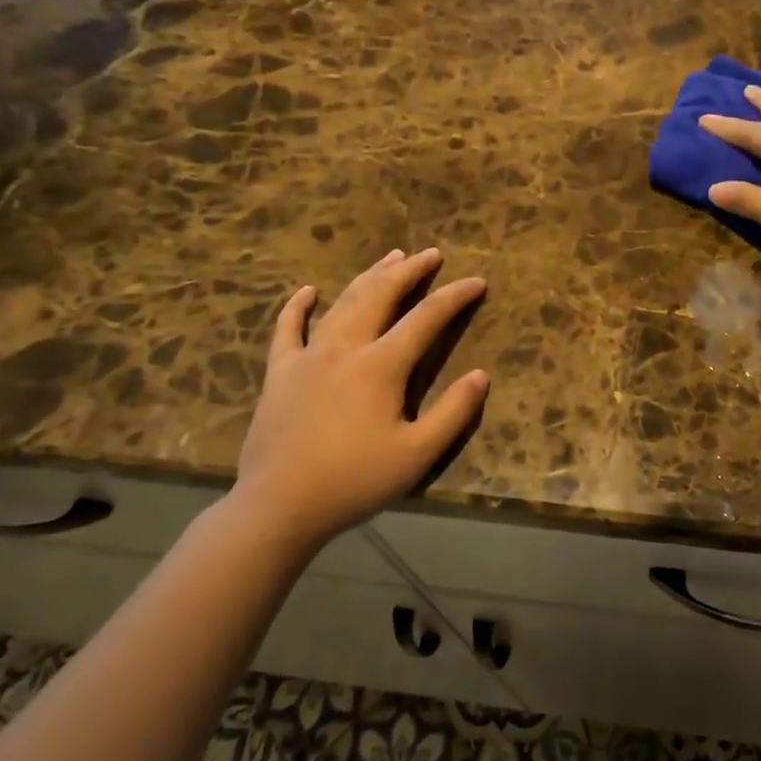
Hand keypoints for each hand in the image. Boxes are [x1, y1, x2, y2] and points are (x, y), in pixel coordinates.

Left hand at [232, 248, 488, 547]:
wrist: (278, 507)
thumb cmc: (353, 481)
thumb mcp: (417, 455)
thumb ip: (453, 413)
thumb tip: (481, 375)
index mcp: (381, 366)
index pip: (426, 318)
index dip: (454, 296)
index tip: (476, 281)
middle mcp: (345, 348)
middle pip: (381, 296)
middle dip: (409, 271)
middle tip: (431, 254)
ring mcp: (307, 356)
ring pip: (343, 303)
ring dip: (370, 276)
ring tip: (391, 257)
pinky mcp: (280, 372)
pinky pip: (287, 329)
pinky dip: (297, 306)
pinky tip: (307, 291)